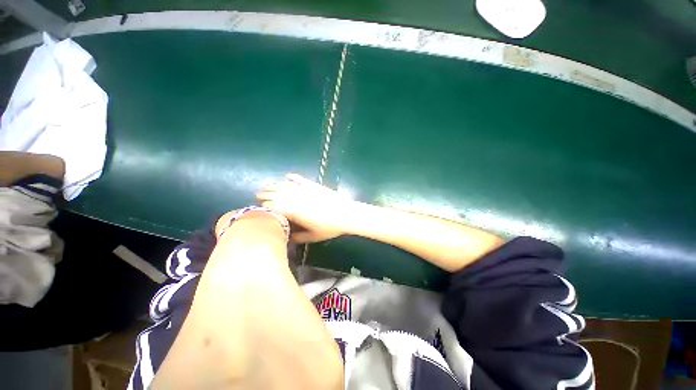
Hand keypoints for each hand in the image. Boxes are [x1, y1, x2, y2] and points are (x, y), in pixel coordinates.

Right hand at [256, 174, 357, 242]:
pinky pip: (300, 179)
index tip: (260, 207)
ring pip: (286, 185)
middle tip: (258, 194)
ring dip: (275, 184)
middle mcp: (296, 198)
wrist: (346, 214)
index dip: (266, 205)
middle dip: (266, 193)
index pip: (275, 206)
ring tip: (267, 184)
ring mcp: (305, 190)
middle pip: (277, 193)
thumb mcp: (313, 236)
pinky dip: (293, 177)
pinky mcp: (313, 185)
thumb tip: (287, 238)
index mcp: (294, 211)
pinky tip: (287, 176)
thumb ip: (298, 237)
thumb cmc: (330, 227)